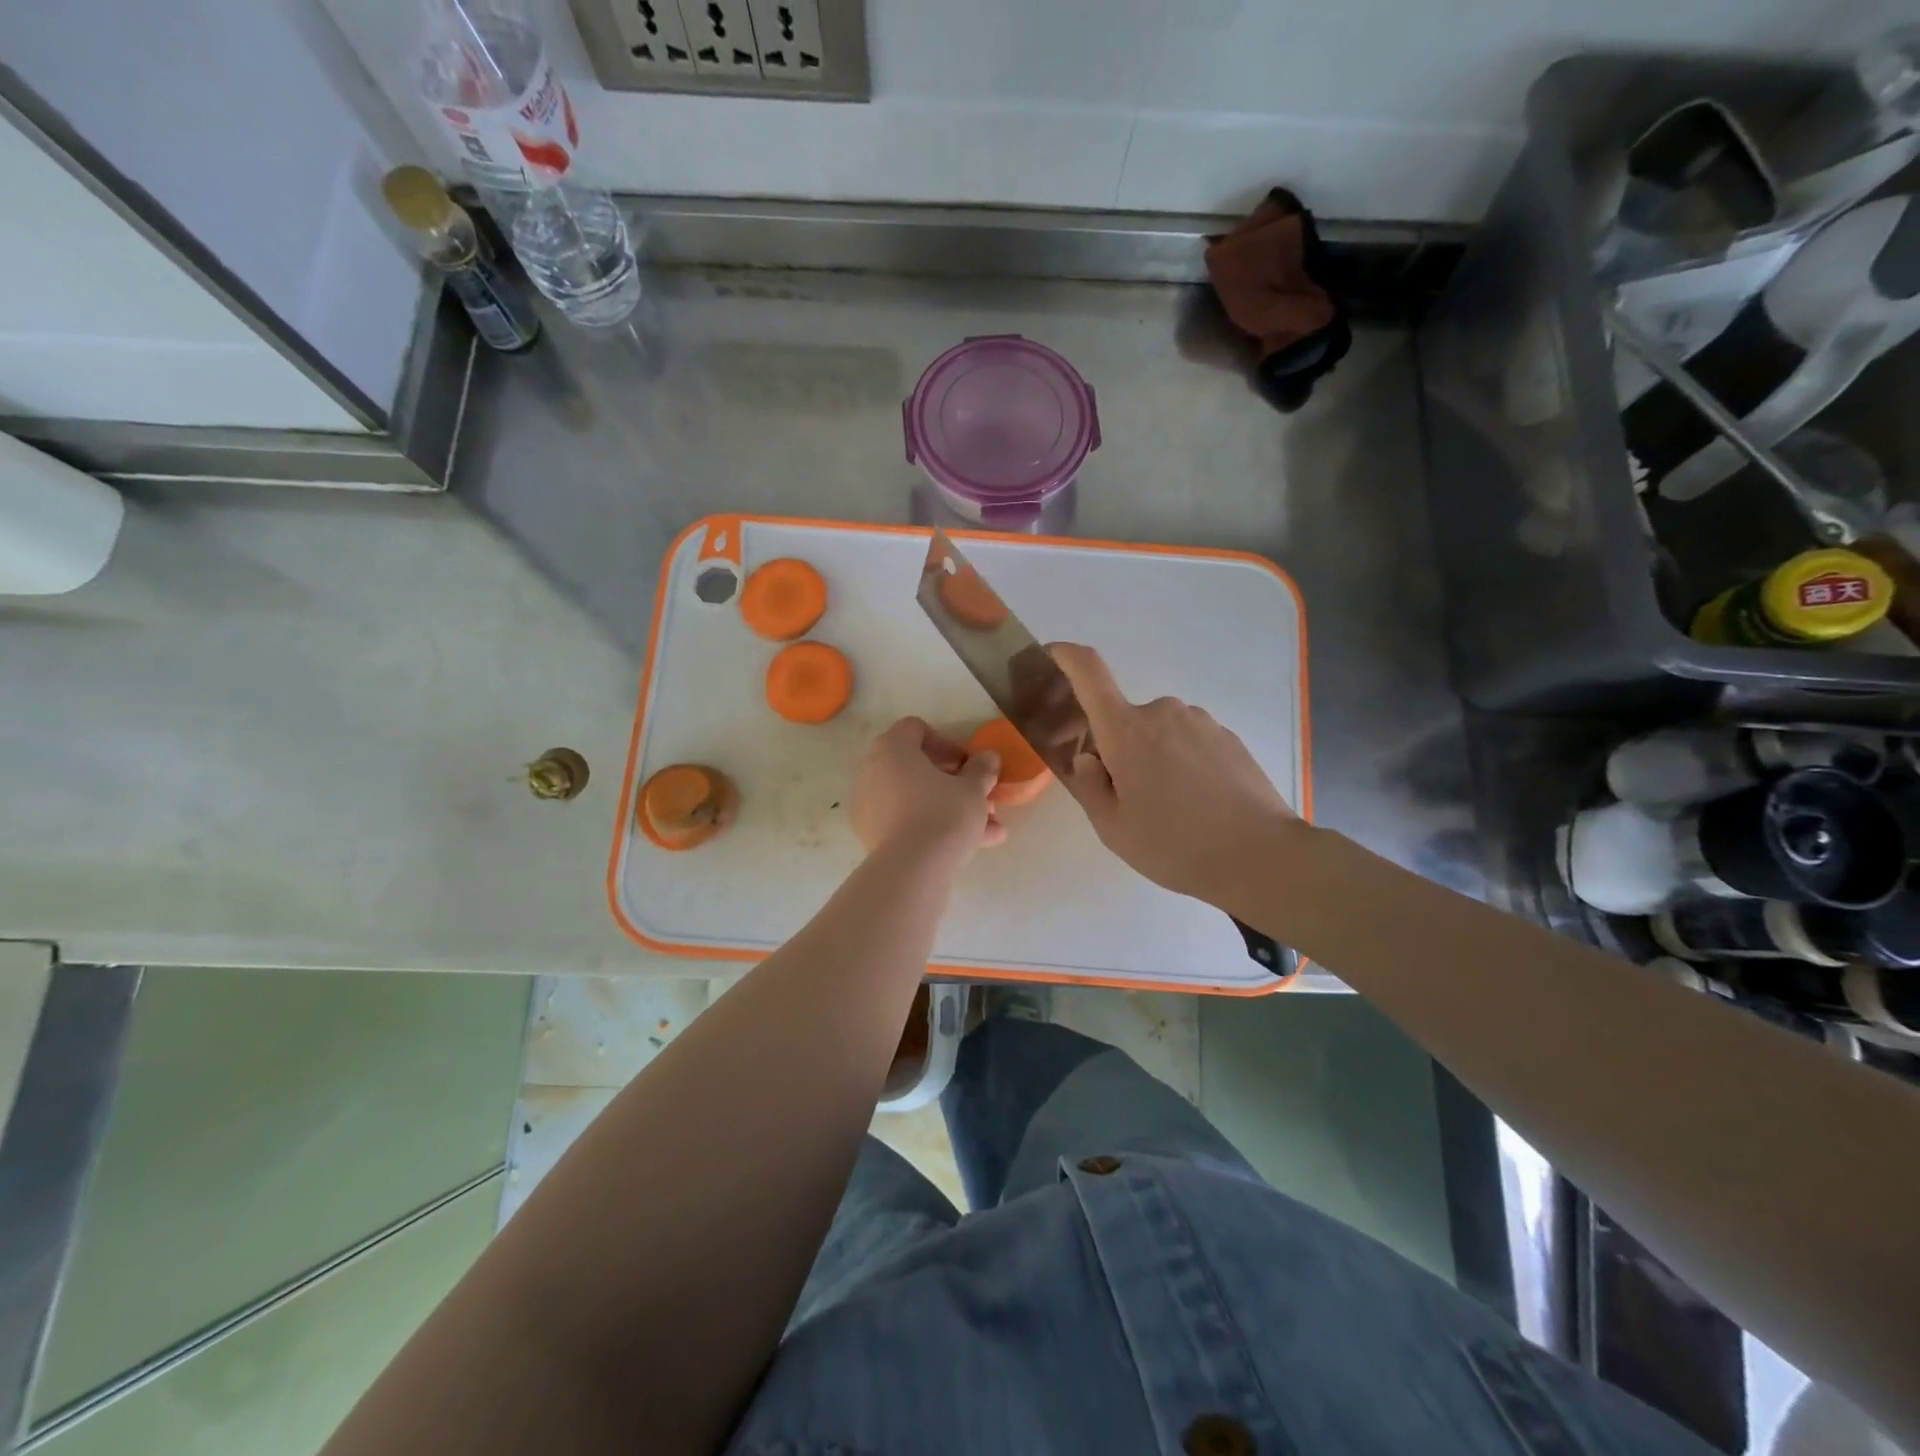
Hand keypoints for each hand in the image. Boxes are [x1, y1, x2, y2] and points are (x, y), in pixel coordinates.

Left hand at [851, 717, 1007, 861]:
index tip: (967, 765)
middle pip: (915, 767)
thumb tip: (988, 758)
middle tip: (978, 798)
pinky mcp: (869, 834)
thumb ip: (982, 769)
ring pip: (914, 799)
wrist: (911, 868)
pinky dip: (930, 828)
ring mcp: (866, 804)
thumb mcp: (973, 789)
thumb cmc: (944, 814)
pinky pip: (904, 821)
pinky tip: (966, 848)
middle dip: (952, 783)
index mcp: (892, 748)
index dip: (946, 743)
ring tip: (987, 831)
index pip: (916, 729)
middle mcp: (871, 770)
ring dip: (948, 809)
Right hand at [1050, 643, 1302, 906]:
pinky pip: (1188, 741)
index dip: (1065, 656)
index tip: (1051, 656)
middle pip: (1123, 719)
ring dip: (1152, 757)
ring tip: (1170, 807)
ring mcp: (1200, 722)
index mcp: (1126, 730)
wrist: (1261, 856)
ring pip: (1158, 732)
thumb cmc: (1175, 845)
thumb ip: (1089, 786)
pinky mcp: (1228, 737)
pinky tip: (1198, 804)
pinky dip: (1182, 763)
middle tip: (1127, 796)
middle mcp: (1162, 712)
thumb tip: (1089, 757)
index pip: (1089, 672)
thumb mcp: (1113, 828)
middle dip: (1116, 749)